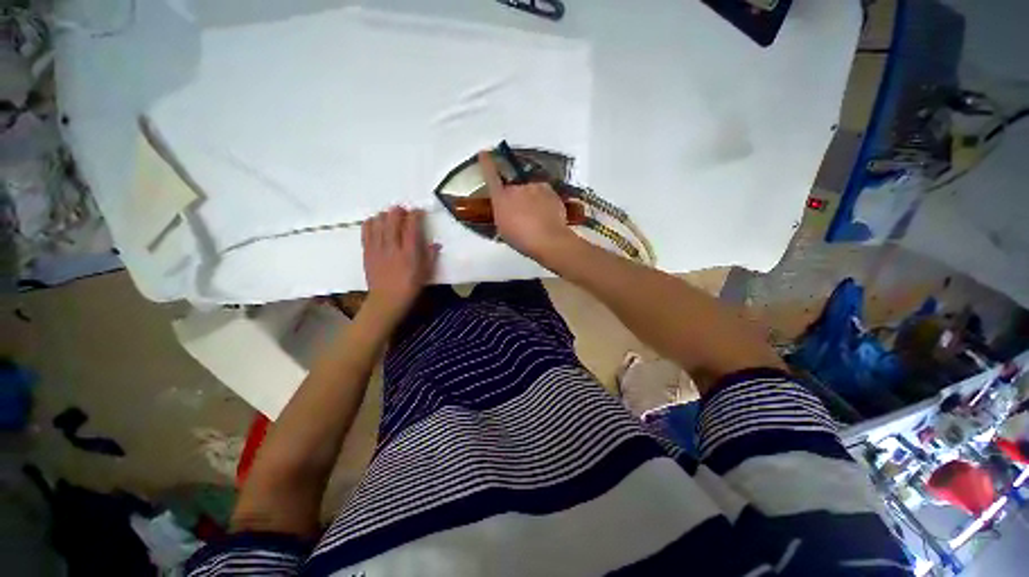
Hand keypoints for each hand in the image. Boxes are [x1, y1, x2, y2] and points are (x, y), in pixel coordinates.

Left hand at [362, 207, 439, 316]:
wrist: (387, 300)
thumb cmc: (410, 287)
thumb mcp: (426, 273)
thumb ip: (431, 256)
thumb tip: (437, 243)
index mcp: (409, 253)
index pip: (411, 227)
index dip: (415, 215)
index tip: (418, 211)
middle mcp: (393, 247)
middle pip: (392, 220)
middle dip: (398, 211)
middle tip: (403, 210)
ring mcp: (377, 249)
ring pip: (378, 223)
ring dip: (384, 215)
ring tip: (389, 215)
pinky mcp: (367, 252)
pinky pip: (366, 232)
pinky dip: (370, 223)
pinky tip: (374, 221)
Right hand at [478, 152, 576, 259]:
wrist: (547, 239)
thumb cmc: (521, 239)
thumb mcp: (503, 229)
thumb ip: (502, 214)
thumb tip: (506, 211)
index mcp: (501, 198)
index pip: (491, 176)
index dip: (487, 164)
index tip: (484, 153)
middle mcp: (517, 188)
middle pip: (514, 189)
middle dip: (517, 199)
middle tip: (522, 216)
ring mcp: (535, 187)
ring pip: (530, 191)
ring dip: (531, 200)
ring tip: (536, 218)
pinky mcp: (550, 191)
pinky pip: (544, 194)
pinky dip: (544, 202)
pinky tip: (546, 216)